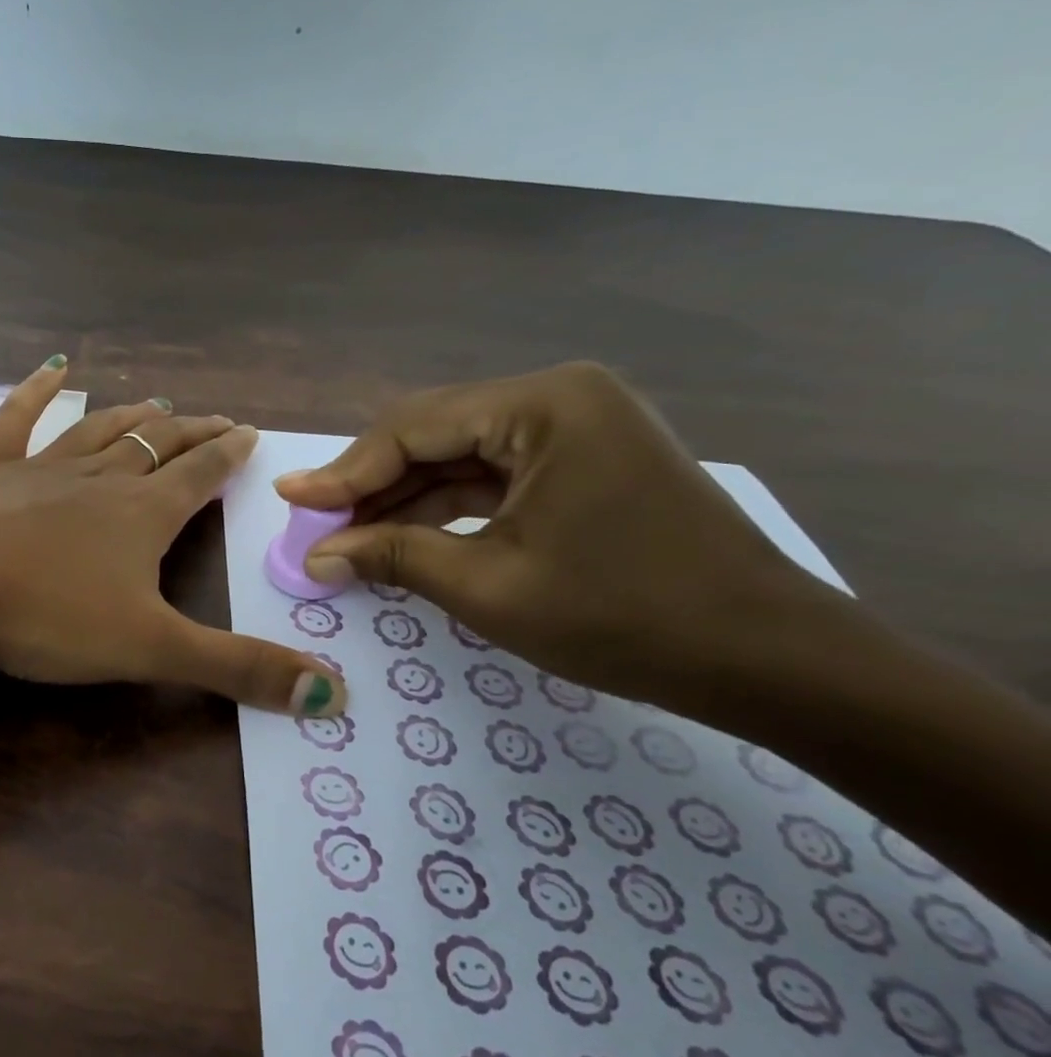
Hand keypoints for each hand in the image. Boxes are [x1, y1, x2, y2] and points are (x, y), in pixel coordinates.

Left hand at [0, 359, 347, 716]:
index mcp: (143, 514)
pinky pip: (17, 422)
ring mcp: (40, 470)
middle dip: (191, 433)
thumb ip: (236, 668)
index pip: (201, 476)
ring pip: (99, 430)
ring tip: (156, 402)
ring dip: (131, 416)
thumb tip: (332, 697)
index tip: (251, 433)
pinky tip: (51, 370)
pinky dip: (34, 393)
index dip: (229, 456)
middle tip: (216, 420)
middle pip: (156, 445)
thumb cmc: (46, 612)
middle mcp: (99, 479)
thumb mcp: (150, 649)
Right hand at [276, 362, 822, 708]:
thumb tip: (315, 557)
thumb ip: (393, 557)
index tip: (290, 500)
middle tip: (313, 526)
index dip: (344, 471)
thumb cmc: (624, 617)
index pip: (413, 428)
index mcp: (543, 405)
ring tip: (345, 539)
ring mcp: (576, 428)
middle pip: (433, 435)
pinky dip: (445, 508)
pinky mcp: (583, 461)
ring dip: (402, 499)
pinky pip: (492, 476)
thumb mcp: (489, 586)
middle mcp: (559, 397)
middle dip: (370, 485)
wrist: (766, 658)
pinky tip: (401, 537)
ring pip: (459, 457)